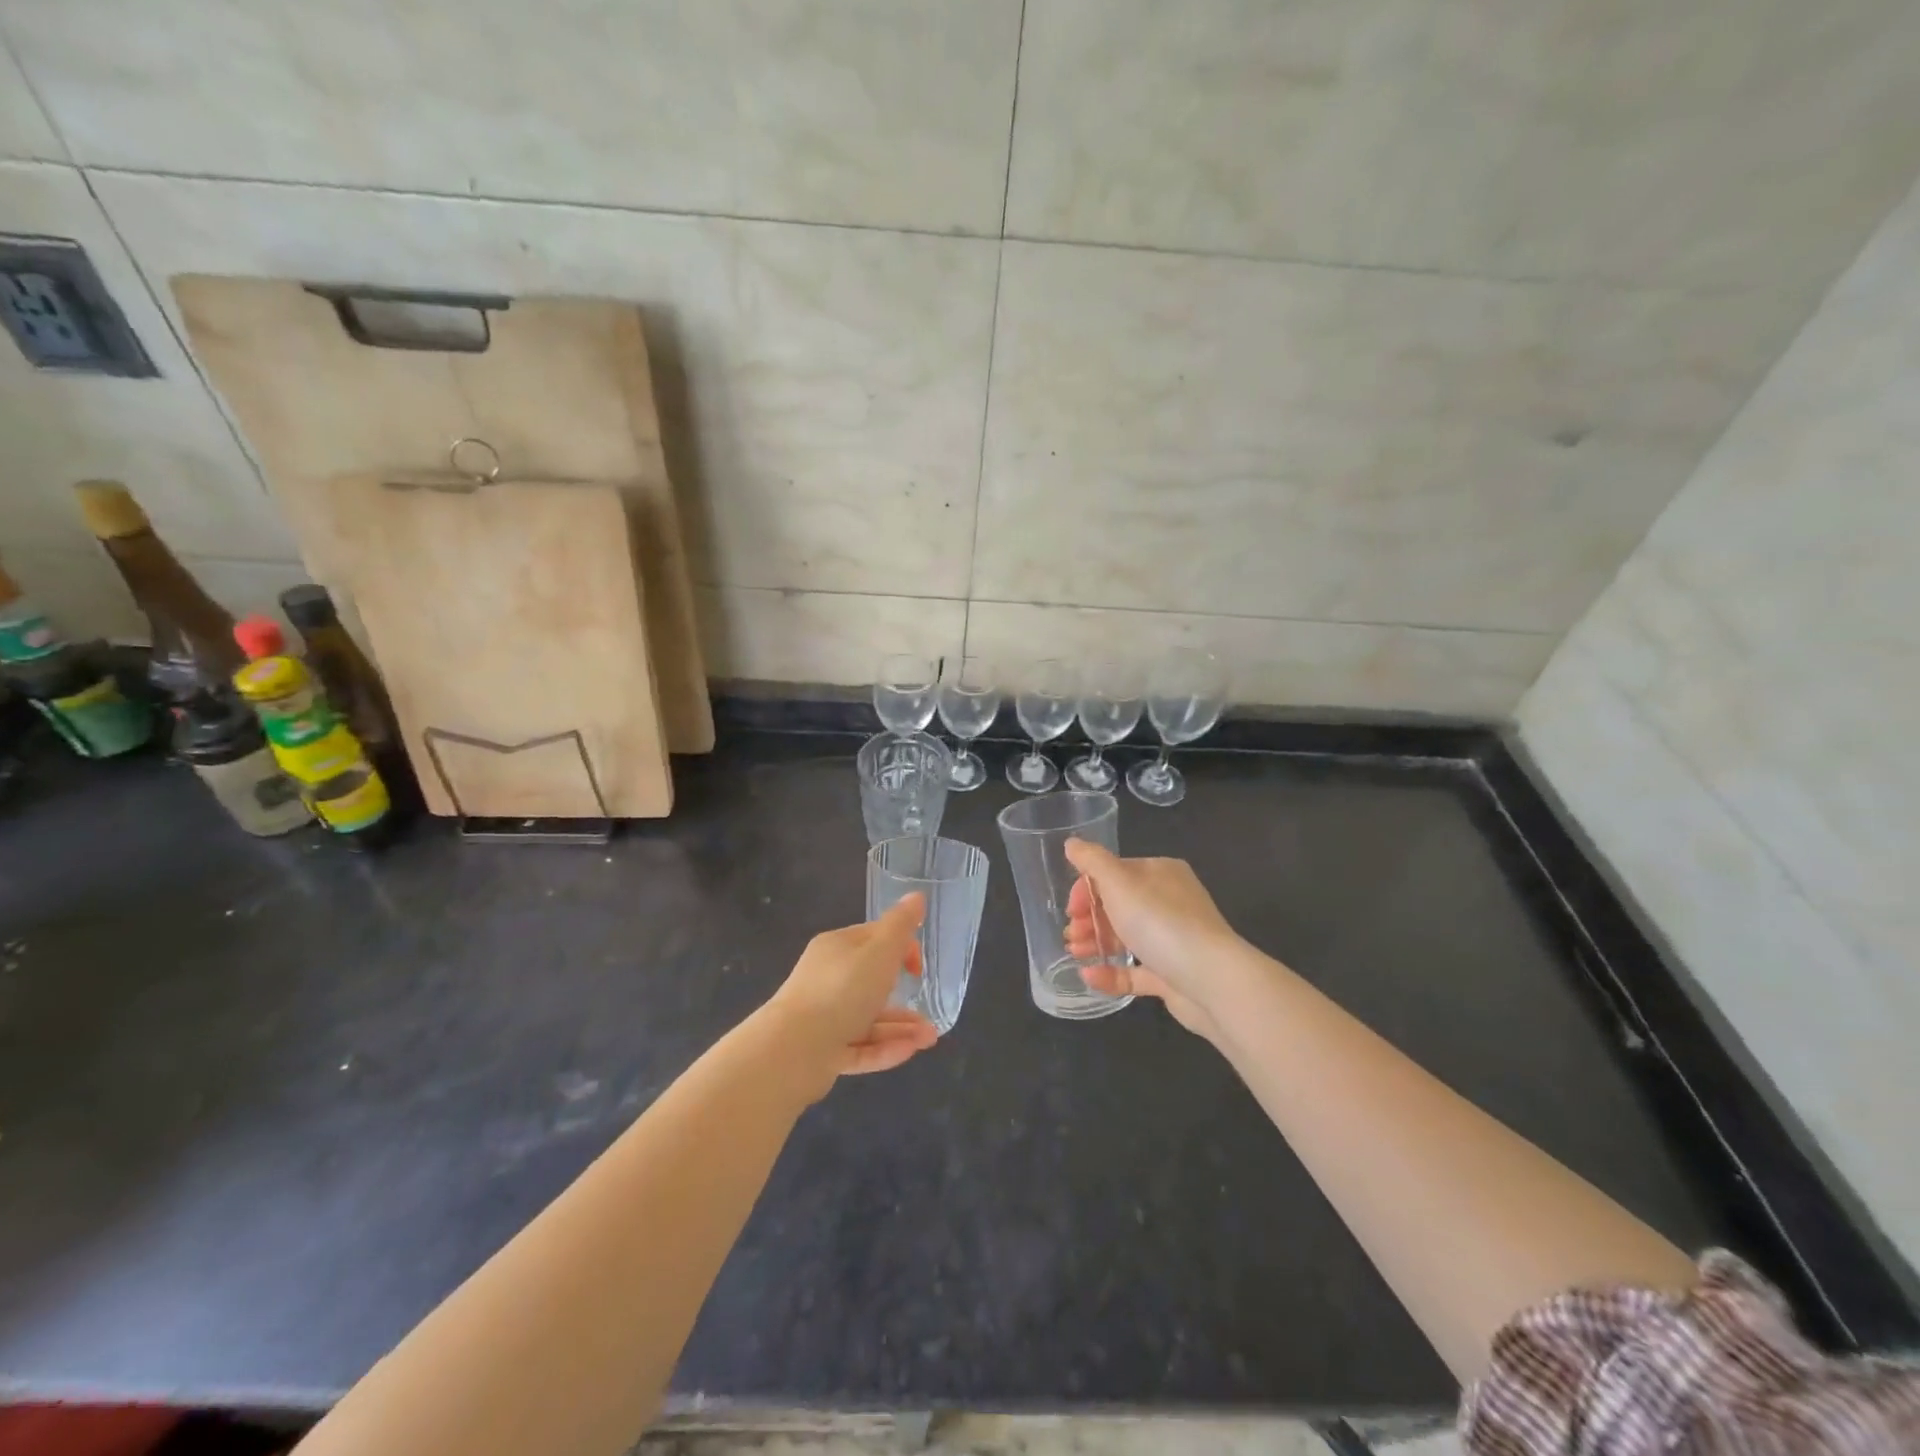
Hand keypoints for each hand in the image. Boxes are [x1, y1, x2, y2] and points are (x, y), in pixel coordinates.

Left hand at [768, 894, 938, 1090]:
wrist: (793, 1051)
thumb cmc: (842, 991)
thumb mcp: (880, 951)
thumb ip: (901, 926)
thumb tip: (916, 896)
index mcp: (837, 948)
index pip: (874, 939)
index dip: (902, 949)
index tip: (918, 968)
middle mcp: (828, 979)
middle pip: (872, 983)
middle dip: (905, 996)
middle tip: (930, 1013)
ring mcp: (823, 1017)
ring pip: (869, 1019)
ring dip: (901, 1028)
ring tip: (930, 1039)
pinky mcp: (822, 1052)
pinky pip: (859, 1046)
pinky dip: (884, 1049)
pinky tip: (910, 1052)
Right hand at [1063, 840, 1240, 1040]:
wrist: (1211, 981)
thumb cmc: (1161, 922)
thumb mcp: (1119, 883)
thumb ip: (1092, 861)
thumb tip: (1071, 843)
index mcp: (1161, 873)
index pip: (1116, 873)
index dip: (1087, 888)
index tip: (1071, 908)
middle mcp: (1170, 902)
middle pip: (1119, 905)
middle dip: (1090, 918)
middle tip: (1070, 934)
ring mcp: (1174, 940)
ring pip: (1126, 938)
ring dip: (1096, 943)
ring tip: (1074, 953)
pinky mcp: (1173, 974)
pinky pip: (1136, 971)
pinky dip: (1111, 973)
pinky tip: (1089, 976)